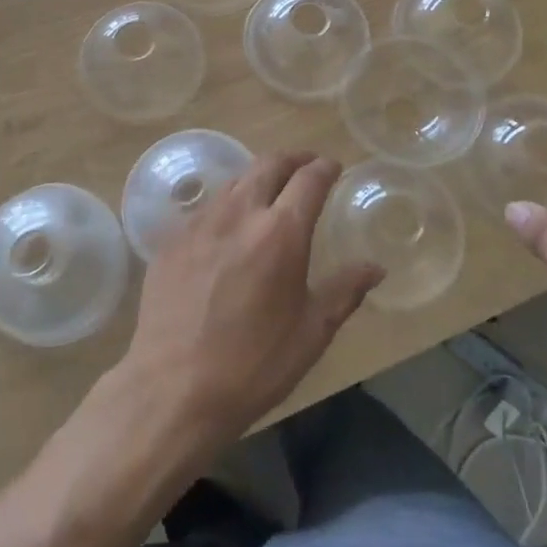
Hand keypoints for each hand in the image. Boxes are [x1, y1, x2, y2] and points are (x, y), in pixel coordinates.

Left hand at [117, 151, 382, 445]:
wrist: (174, 387)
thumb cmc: (254, 364)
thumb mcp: (311, 332)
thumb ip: (345, 291)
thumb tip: (375, 267)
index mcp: (280, 232)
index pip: (309, 179)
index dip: (324, 168)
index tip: (332, 167)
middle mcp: (239, 213)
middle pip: (268, 164)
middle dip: (292, 159)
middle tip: (305, 165)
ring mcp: (200, 222)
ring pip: (234, 181)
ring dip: (257, 178)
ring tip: (268, 192)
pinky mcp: (171, 239)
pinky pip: (205, 208)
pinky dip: (226, 206)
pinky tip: (228, 228)